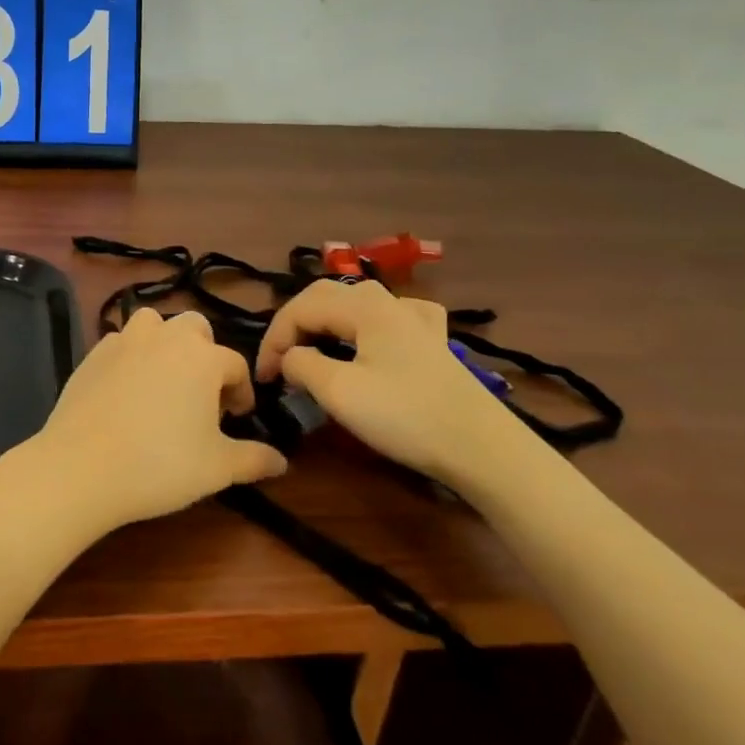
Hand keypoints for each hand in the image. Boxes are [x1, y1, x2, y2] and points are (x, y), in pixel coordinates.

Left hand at [27, 308, 286, 533]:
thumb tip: (282, 461)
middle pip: (195, 329)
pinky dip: (131, 356)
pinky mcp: (93, 353)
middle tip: (201, 396)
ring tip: (164, 381)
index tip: (237, 418)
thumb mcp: (217, 468)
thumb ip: (254, 459)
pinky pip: (121, 342)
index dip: (242, 391)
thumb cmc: (160, 465)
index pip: (236, 365)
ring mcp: (125, 340)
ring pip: (154, 324)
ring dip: (165, 343)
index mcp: (202, 357)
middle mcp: (165, 337)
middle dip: (205, 354)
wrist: (82, 466)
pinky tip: (127, 389)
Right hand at [255, 280, 528, 488]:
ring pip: (355, 305)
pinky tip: (372, 337)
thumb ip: (302, 365)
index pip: (300, 309)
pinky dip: (365, 325)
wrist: (481, 447)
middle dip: (294, 326)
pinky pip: (389, 318)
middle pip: (326, 297)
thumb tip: (290, 358)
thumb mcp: (339, 392)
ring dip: (325, 324)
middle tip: (279, 362)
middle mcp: (388, 303)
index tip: (263, 377)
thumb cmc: (405, 416)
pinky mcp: (432, 343)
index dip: (274, 339)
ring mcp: (415, 321)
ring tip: (312, 351)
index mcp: (363, 307)